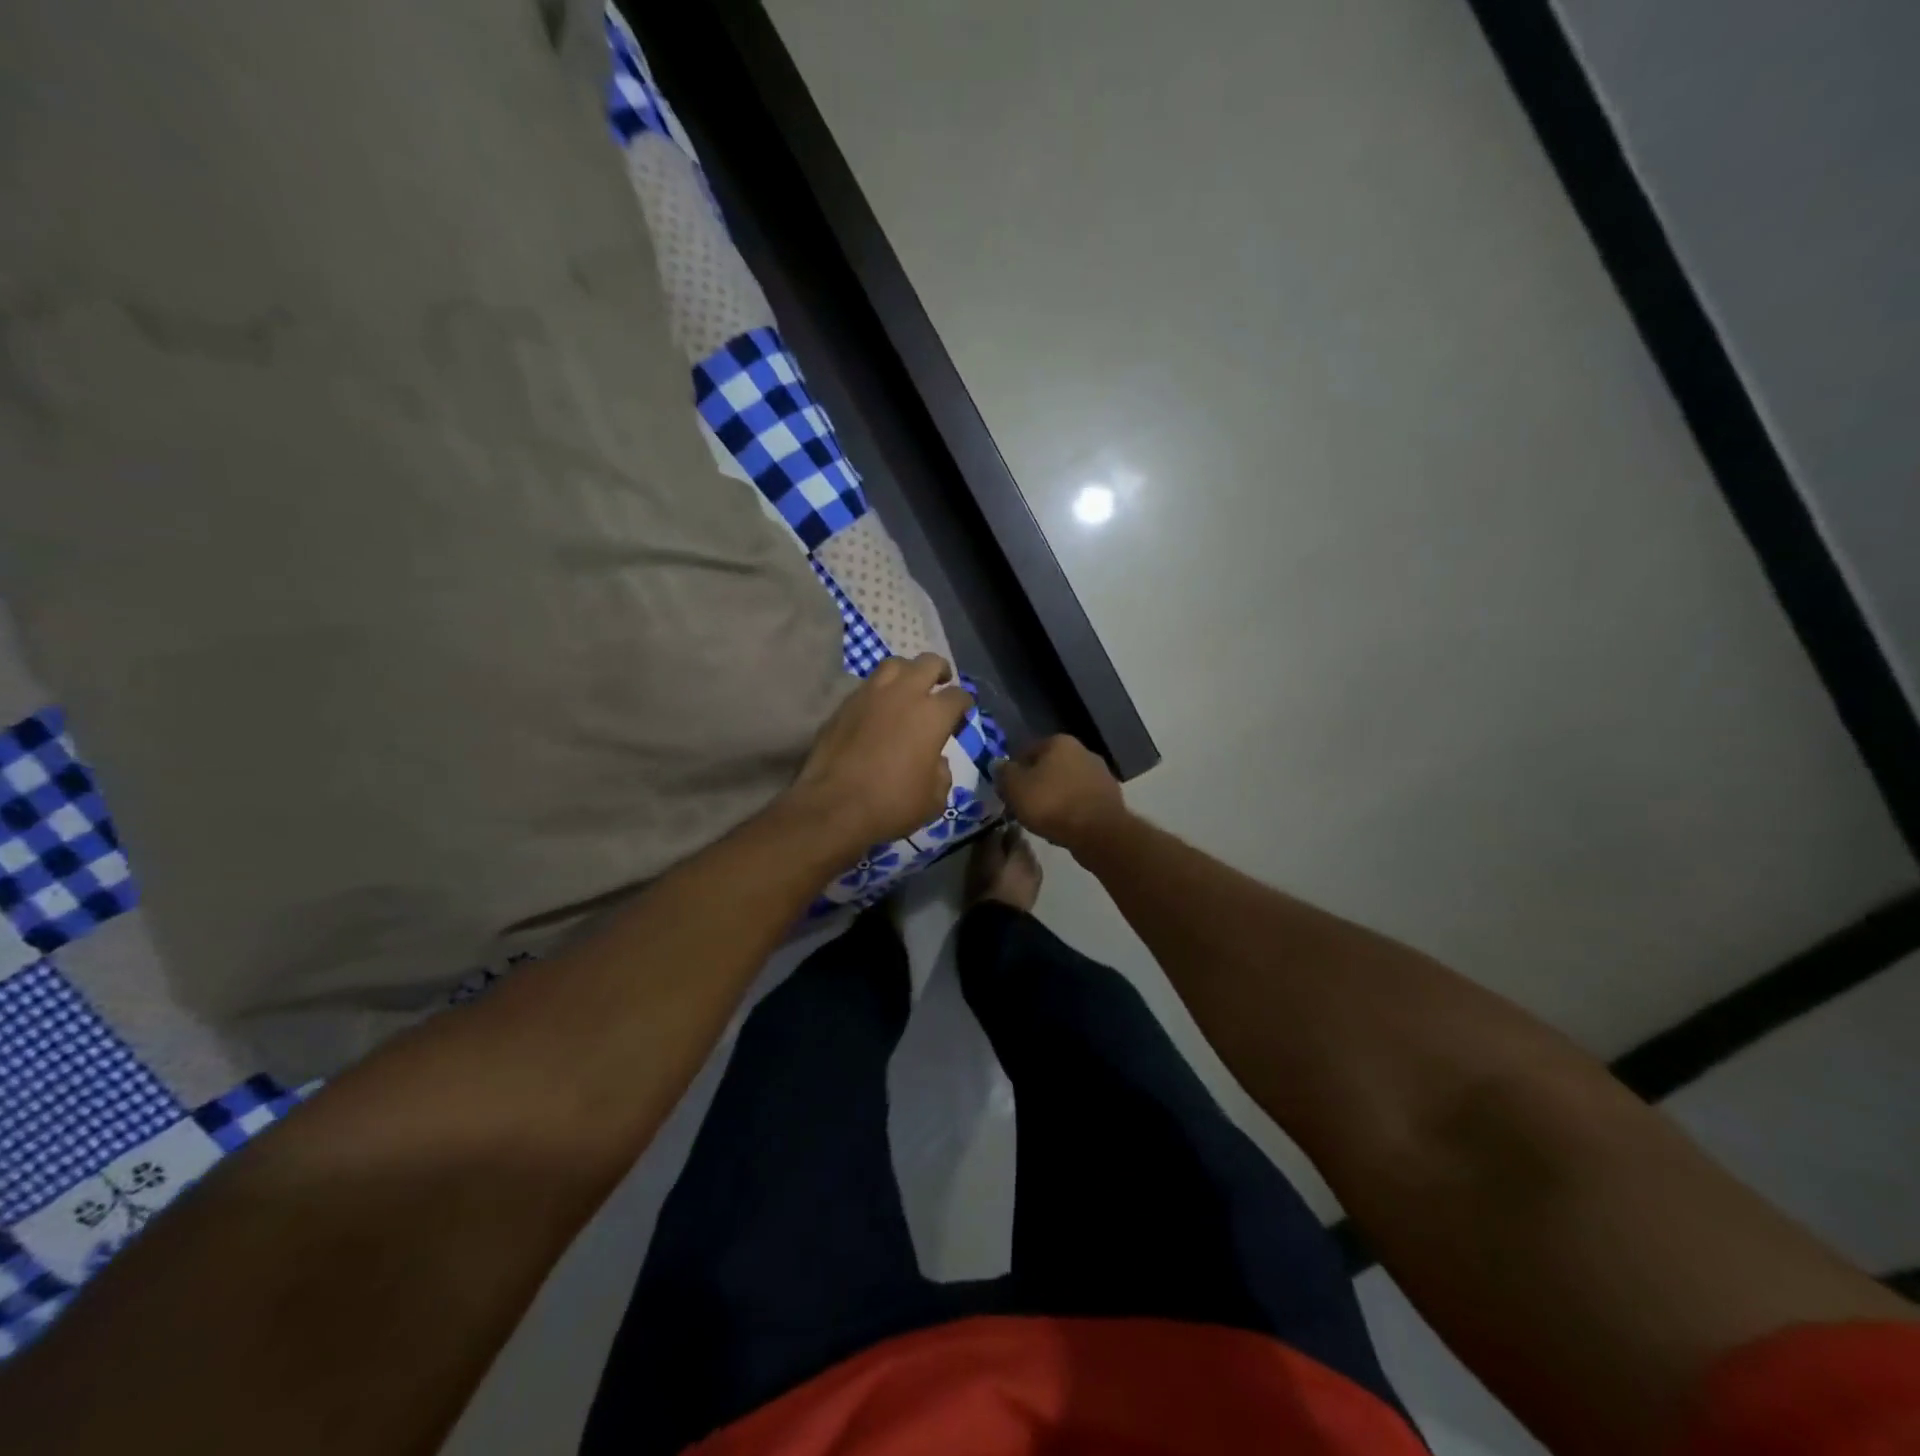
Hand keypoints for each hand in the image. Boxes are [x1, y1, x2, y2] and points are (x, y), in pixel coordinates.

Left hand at [789, 654, 972, 849]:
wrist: (834, 806)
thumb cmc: (892, 804)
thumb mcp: (934, 799)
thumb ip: (941, 773)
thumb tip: (935, 761)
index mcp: (932, 715)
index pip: (958, 695)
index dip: (964, 703)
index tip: (962, 713)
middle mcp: (904, 694)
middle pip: (928, 663)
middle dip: (940, 671)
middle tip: (941, 682)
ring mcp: (870, 694)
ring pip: (894, 664)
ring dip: (907, 671)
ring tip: (908, 686)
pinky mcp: (844, 704)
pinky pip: (868, 685)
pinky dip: (879, 690)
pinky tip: (879, 707)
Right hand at [996, 735, 1126, 851]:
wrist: (1098, 833)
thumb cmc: (1052, 804)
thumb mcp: (1015, 788)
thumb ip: (1003, 773)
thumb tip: (998, 765)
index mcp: (1059, 742)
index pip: (1027, 752)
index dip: (1014, 773)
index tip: (1008, 792)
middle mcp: (1083, 751)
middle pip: (1049, 768)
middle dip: (1036, 784)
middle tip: (1023, 806)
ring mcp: (1100, 774)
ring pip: (1066, 785)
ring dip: (1055, 798)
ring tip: (1042, 820)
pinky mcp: (1110, 797)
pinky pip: (1081, 801)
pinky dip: (1071, 810)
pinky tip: (1063, 826)